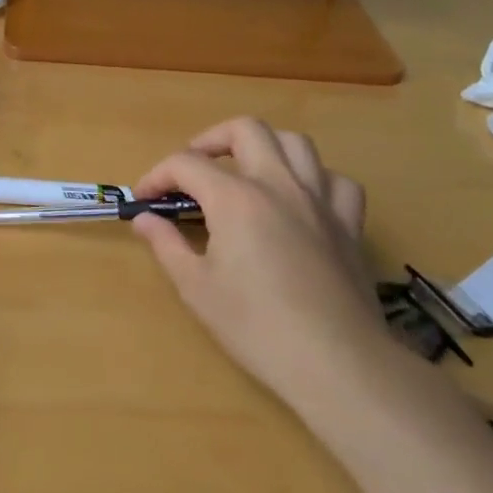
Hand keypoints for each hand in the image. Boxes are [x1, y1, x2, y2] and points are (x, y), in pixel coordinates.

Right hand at [129, 119, 392, 414]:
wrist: (335, 362)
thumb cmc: (255, 326)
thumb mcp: (196, 287)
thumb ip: (166, 245)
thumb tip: (146, 220)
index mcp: (236, 198)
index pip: (185, 164)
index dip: (157, 176)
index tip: (143, 200)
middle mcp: (279, 185)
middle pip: (245, 130)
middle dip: (210, 140)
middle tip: (193, 169)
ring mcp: (320, 201)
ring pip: (296, 143)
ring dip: (264, 147)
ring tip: (245, 172)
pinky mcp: (349, 225)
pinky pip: (335, 181)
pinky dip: (313, 179)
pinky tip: (300, 200)